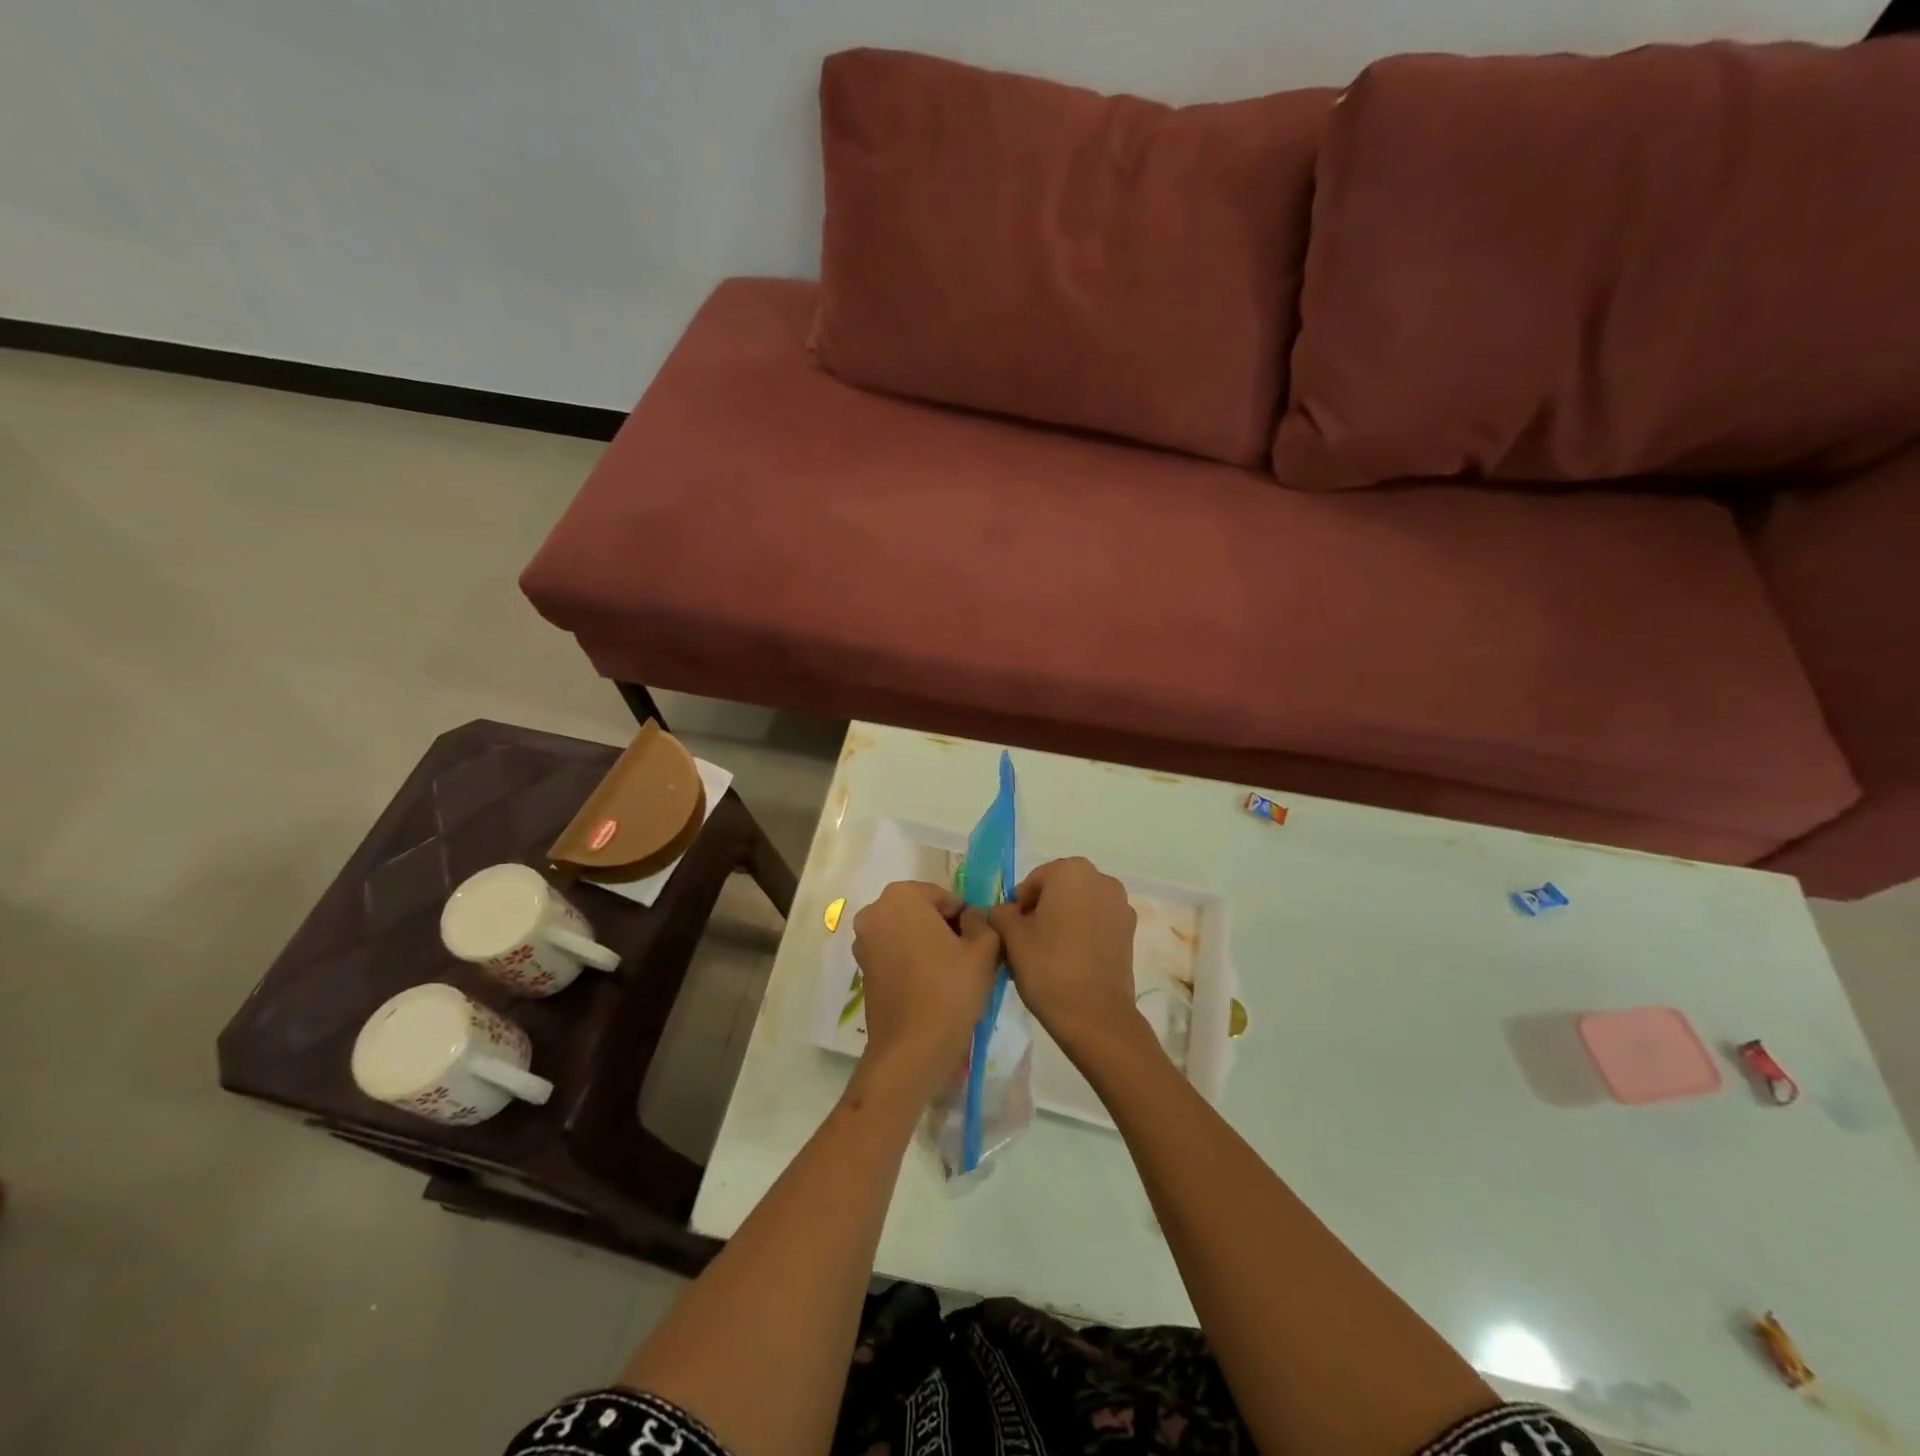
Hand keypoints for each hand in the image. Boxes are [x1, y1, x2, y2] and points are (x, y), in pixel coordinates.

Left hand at [852, 881, 1000, 1078]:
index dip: (966, 921)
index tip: (976, 947)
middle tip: (966, 960)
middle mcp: (875, 910)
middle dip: (945, 930)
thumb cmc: (950, 990)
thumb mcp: (984, 948)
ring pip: (909, 933)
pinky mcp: (862, 967)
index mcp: (902, 896)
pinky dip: (912, 961)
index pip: (946, 899)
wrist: (912, 1049)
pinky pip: (895, 953)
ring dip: (929, 945)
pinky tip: (930, 986)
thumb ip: (982, 921)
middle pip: (924, 912)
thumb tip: (971, 918)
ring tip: (950, 976)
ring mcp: (863, 940)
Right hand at [988, 857, 1144, 1058]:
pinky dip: (1082, 934)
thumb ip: (1001, 914)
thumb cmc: (1048, 967)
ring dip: (1061, 923)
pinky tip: (1070, 962)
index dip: (1018, 907)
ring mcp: (1120, 905)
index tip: (1011, 934)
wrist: (1095, 1016)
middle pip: (1058, 891)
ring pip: (1079, 907)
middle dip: (1040, 912)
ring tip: (1046, 956)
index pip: (1033, 882)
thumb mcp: (1011, 937)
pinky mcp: (1130, 932)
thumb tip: (1004, 912)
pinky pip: (1097, 923)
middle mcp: (1101, 879)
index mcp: (1071, 871)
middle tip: (1025, 945)